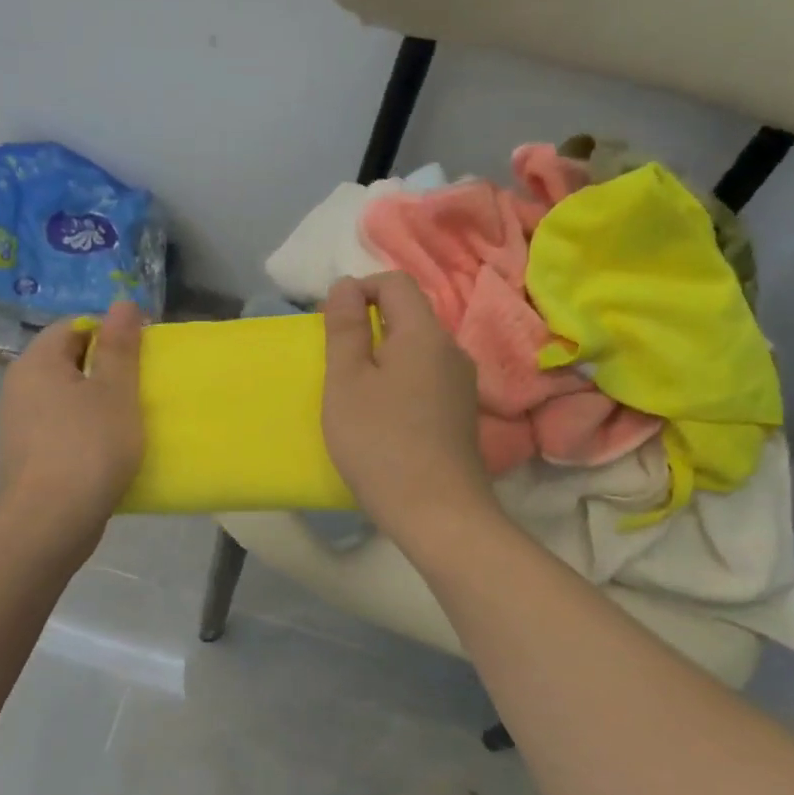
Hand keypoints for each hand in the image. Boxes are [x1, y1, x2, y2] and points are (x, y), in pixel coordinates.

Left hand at [0, 301, 145, 551]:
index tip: (141, 354)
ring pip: (63, 397)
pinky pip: (58, 428)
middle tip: (139, 387)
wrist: (49, 522)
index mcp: (37, 362)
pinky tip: (106, 449)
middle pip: (67, 361)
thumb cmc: (88, 448)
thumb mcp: (116, 391)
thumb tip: (122, 303)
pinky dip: (82, 430)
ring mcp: (16, 424)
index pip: (73, 327)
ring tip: (128, 419)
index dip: (110, 333)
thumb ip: (120, 345)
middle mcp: (18, 386)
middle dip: (105, 369)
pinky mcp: (24, 456)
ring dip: (94, 402)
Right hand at [321, 273, 498, 549]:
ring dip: (382, 357)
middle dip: (368, 326)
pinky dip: (399, 382)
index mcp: (424, 332)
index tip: (331, 326)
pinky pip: (426, 378)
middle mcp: (451, 349)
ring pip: (416, 350)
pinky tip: (383, 418)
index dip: (358, 290)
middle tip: (336, 364)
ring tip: (355, 394)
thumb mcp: (346, 381)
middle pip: (408, 315)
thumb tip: (346, 286)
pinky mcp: (461, 412)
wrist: (437, 512)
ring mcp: (461, 383)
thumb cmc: (380, 442)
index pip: (394, 282)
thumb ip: (345, 328)